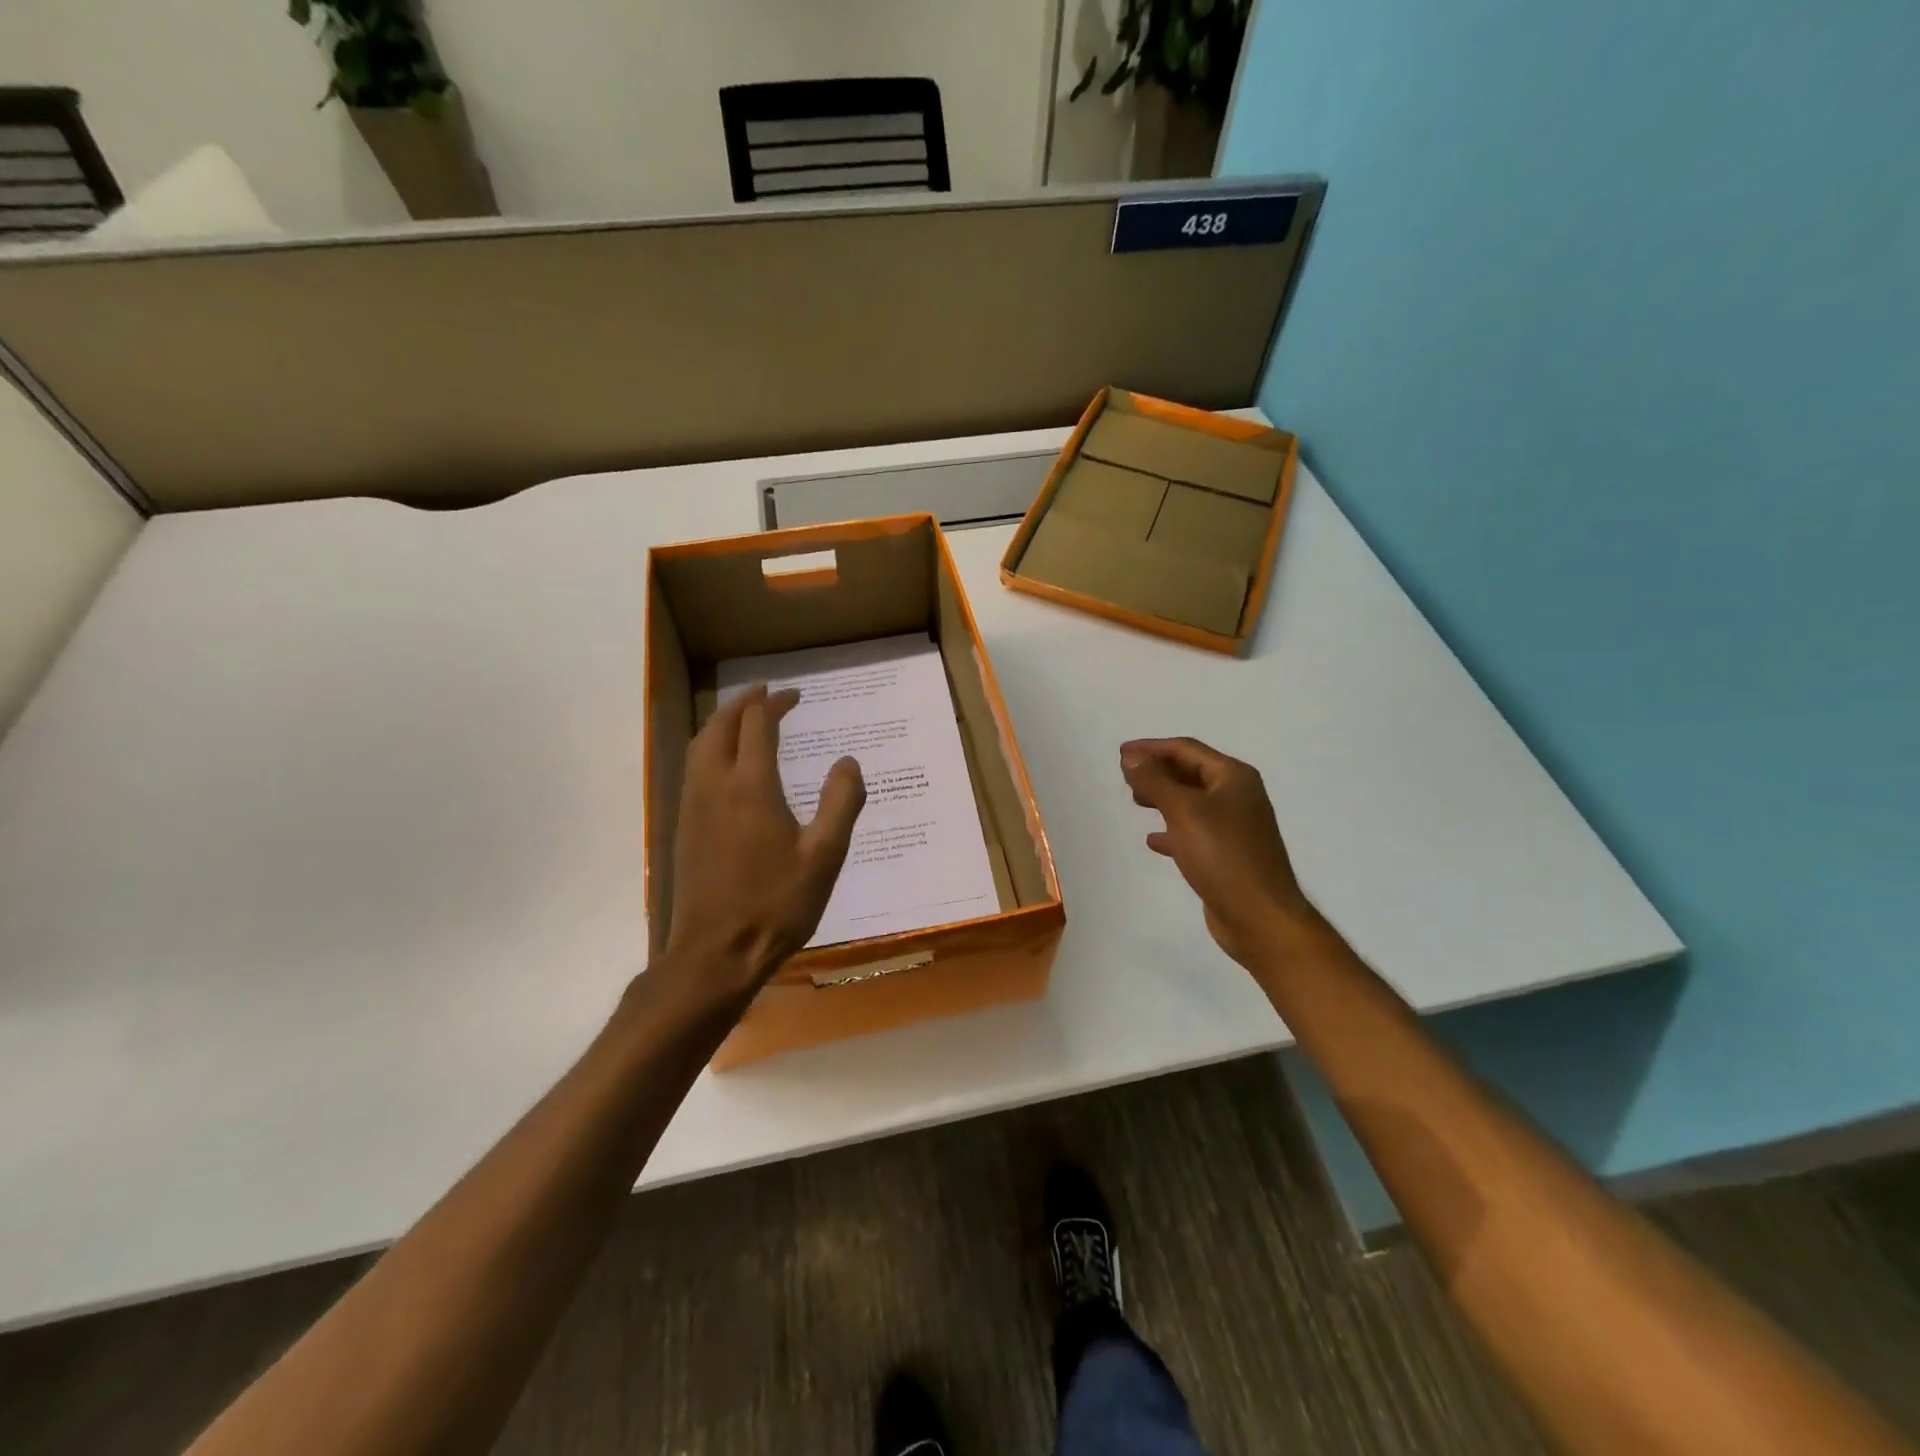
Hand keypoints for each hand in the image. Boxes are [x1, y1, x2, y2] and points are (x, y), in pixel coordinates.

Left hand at [663, 684, 865, 998]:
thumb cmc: (776, 904)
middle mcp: (715, 786)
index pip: (757, 725)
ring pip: (700, 745)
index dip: (776, 703)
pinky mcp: (684, 828)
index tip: (795, 694)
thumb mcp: (824, 855)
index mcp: (751, 787)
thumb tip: (848, 762)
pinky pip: (694, 768)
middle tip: (765, 693)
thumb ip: (841, 803)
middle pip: (720, 726)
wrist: (716, 954)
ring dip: (721, 722)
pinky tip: (725, 764)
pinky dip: (710, 748)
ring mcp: (693, 806)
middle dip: (742, 703)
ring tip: (743, 718)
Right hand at [1119, 737, 1315, 970]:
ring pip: (1192, 802)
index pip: (1186, 749)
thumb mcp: (1183, 811)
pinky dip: (1173, 830)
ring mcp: (1235, 827)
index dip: (1152, 748)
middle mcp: (1238, 796)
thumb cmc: (1222, 855)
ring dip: (1163, 797)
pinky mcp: (1228, 855)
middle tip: (1126, 777)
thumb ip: (1155, 780)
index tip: (1121, 754)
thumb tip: (1131, 756)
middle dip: (1158, 771)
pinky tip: (1153, 840)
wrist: (1259, 917)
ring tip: (1136, 801)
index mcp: (1233, 777)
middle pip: (1191, 772)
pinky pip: (1194, 832)